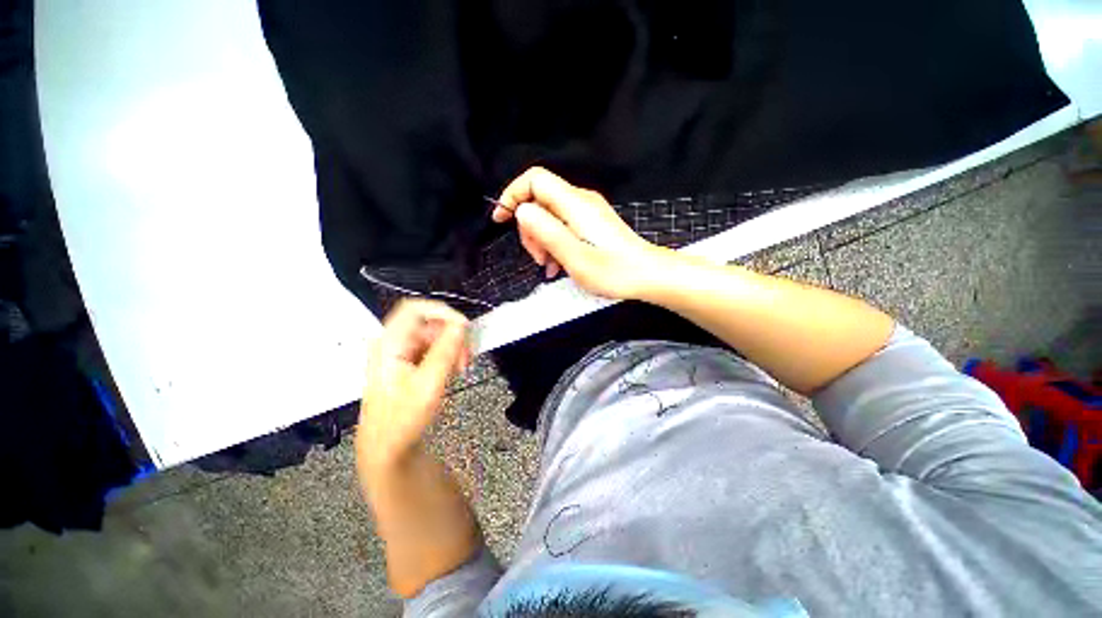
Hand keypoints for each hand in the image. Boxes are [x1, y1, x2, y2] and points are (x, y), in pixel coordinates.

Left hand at [356, 299, 469, 473]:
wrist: (387, 448)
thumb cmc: (402, 419)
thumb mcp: (428, 385)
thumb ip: (445, 351)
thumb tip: (461, 325)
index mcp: (389, 344)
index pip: (415, 309)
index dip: (442, 312)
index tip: (464, 328)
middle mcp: (393, 343)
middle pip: (429, 323)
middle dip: (452, 336)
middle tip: (466, 357)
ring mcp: (401, 352)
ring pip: (434, 336)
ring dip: (453, 347)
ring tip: (460, 368)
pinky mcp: (409, 362)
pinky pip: (433, 348)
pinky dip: (447, 356)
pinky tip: (452, 372)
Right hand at [492, 167, 670, 299]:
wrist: (648, 275)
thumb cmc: (614, 271)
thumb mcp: (574, 256)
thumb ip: (546, 231)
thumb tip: (522, 211)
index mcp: (574, 204)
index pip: (534, 180)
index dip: (512, 194)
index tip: (501, 219)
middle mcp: (580, 201)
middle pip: (539, 200)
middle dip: (529, 229)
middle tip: (538, 258)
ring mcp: (587, 212)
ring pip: (549, 216)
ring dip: (542, 240)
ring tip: (550, 267)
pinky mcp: (591, 224)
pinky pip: (562, 226)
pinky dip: (554, 243)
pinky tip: (558, 265)